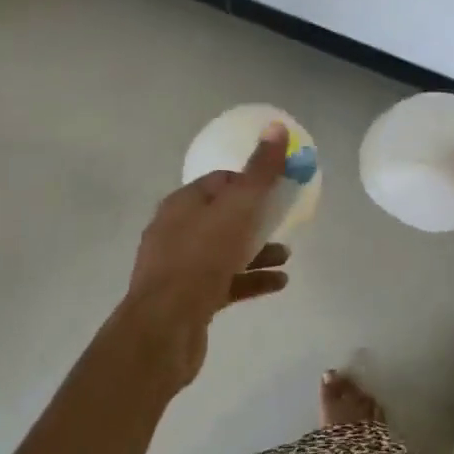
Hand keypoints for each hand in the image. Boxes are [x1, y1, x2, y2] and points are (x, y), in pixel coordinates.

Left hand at [115, 121, 292, 389]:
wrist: (165, 328)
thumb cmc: (202, 257)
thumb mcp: (238, 207)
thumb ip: (260, 170)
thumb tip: (277, 126)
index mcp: (183, 203)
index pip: (219, 182)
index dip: (249, 182)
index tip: (275, 190)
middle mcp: (176, 230)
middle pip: (222, 216)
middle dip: (255, 218)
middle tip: (283, 222)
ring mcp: (179, 267)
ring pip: (225, 251)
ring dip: (257, 250)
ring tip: (287, 256)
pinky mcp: (188, 300)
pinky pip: (225, 282)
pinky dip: (251, 279)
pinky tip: (278, 283)